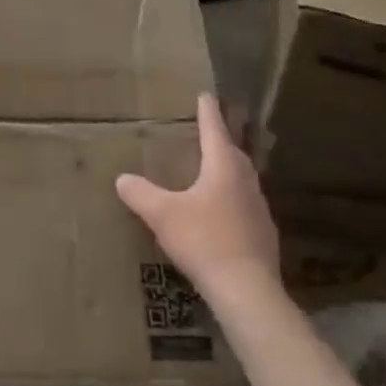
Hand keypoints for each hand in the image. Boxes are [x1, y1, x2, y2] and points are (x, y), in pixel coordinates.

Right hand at [115, 93, 279, 298]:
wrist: (246, 290)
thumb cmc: (203, 240)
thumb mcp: (162, 214)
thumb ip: (140, 194)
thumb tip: (122, 178)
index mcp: (223, 168)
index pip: (214, 130)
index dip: (207, 112)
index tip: (206, 95)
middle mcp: (245, 182)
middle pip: (234, 152)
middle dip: (221, 138)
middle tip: (210, 129)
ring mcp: (259, 208)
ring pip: (242, 178)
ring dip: (228, 168)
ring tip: (214, 167)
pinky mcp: (263, 233)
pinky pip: (245, 203)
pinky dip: (232, 197)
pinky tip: (222, 211)